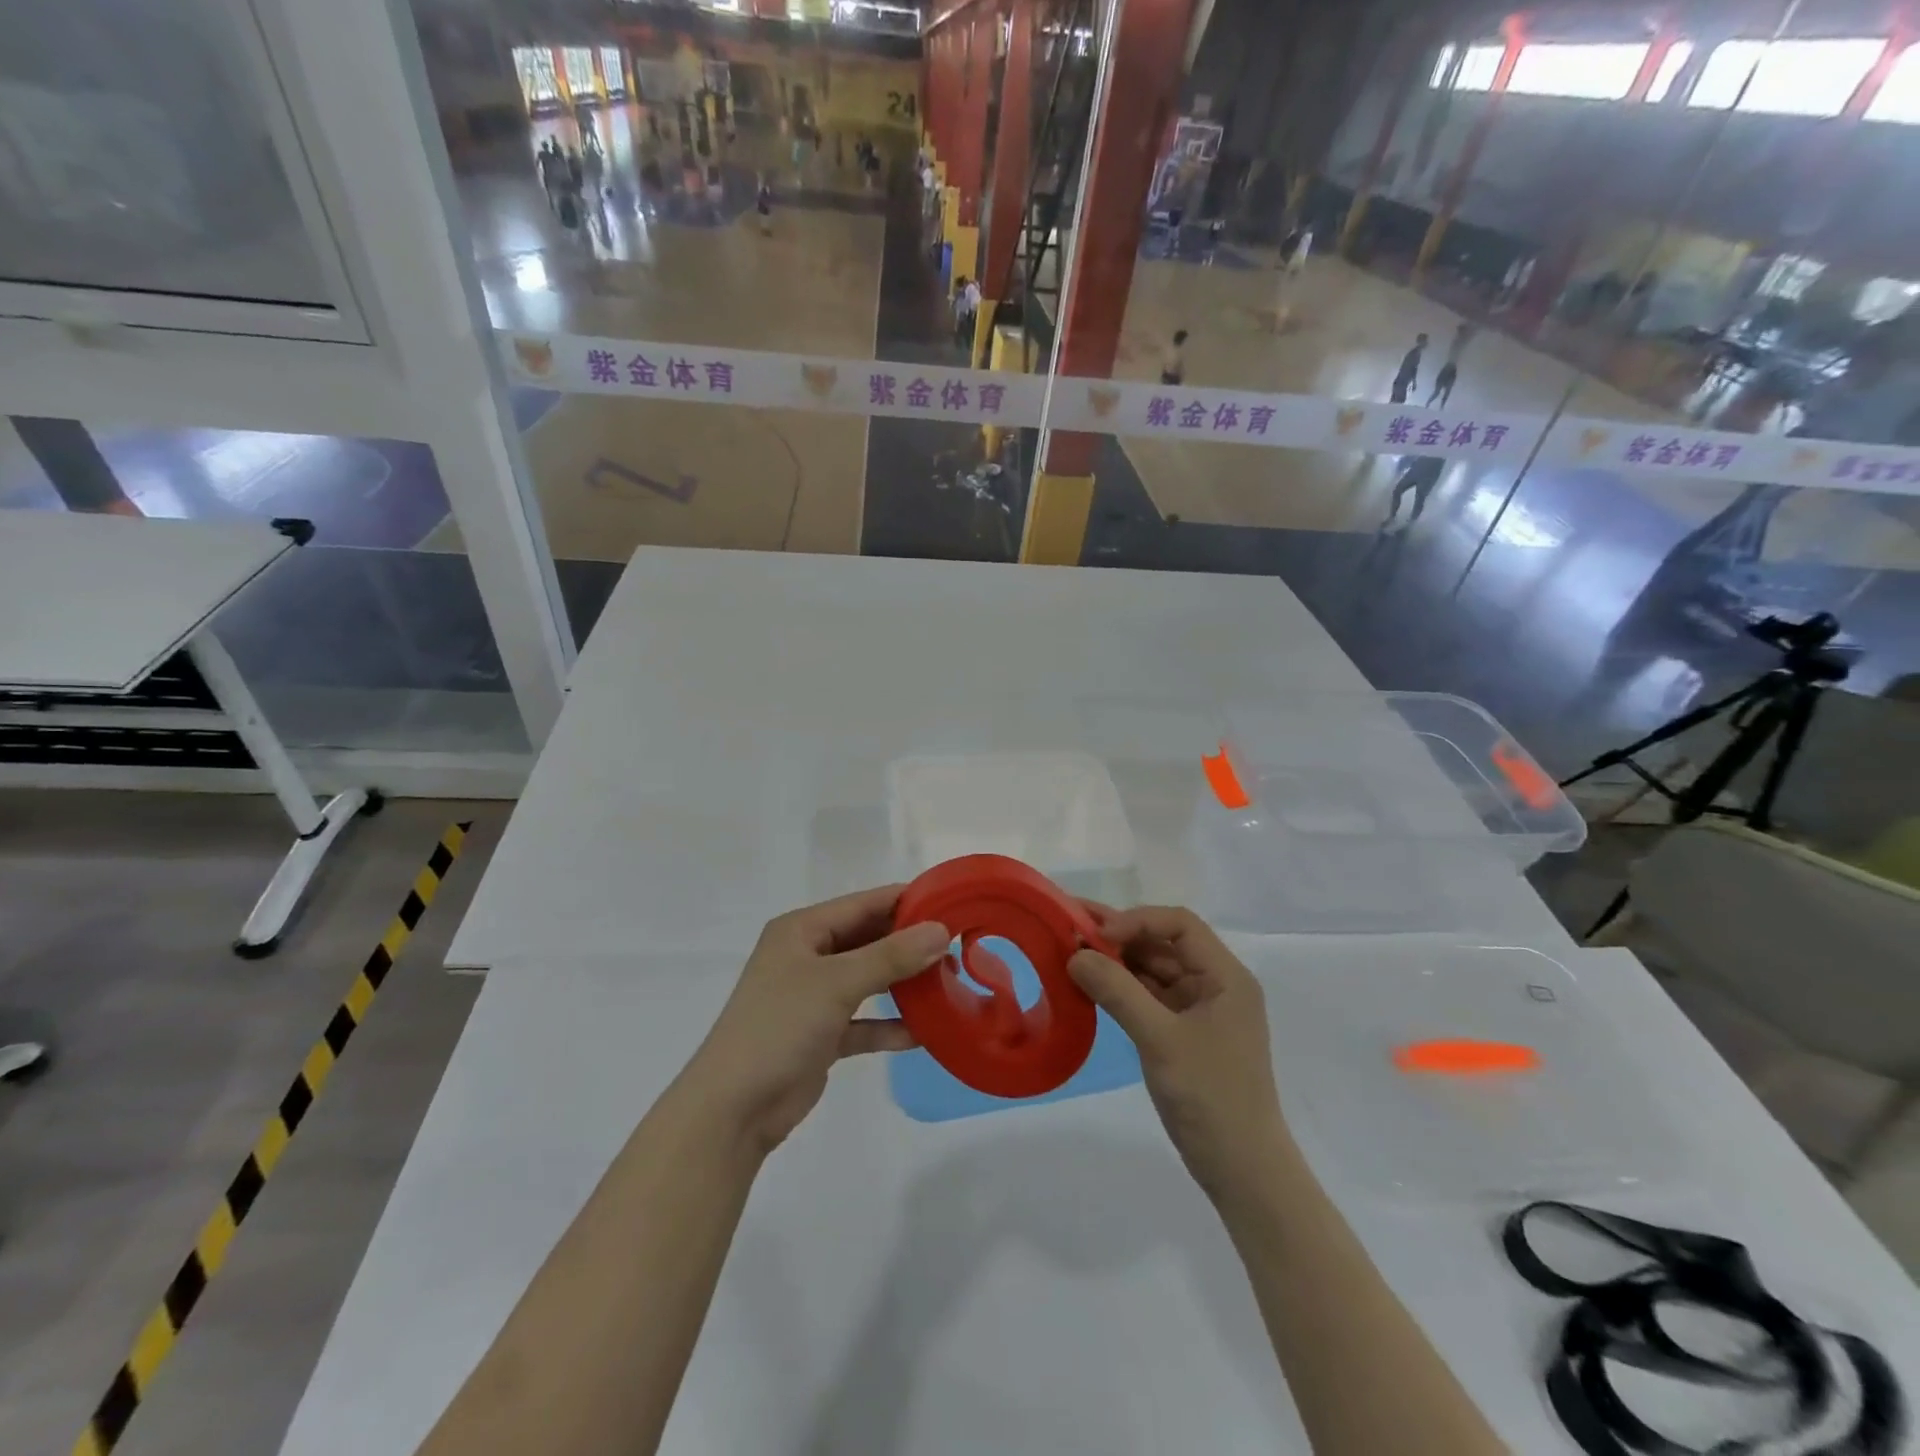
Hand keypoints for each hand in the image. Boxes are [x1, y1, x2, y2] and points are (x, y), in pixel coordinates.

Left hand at [680, 886, 948, 1155]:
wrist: (732, 1109)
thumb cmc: (779, 1027)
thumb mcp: (837, 983)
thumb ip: (890, 956)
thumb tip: (940, 930)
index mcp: (802, 930)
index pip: (864, 904)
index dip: (906, 902)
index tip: (953, 903)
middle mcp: (808, 956)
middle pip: (868, 940)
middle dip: (910, 944)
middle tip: (958, 947)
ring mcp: (814, 997)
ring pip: (869, 980)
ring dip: (904, 983)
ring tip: (949, 983)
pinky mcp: (821, 1035)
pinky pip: (864, 1022)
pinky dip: (889, 1026)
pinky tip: (924, 1033)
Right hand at [1069, 906, 1285, 1200]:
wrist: (1242, 1171)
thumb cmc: (1211, 1098)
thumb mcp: (1160, 1040)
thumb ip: (1118, 992)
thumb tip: (1076, 955)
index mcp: (1226, 976)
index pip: (1180, 925)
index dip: (1137, 921)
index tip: (1097, 936)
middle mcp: (1215, 984)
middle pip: (1164, 943)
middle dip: (1119, 935)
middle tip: (1069, 925)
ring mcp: (1200, 1009)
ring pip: (1153, 969)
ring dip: (1116, 960)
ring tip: (1071, 950)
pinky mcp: (1184, 1032)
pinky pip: (1148, 996)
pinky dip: (1120, 987)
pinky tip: (1089, 983)